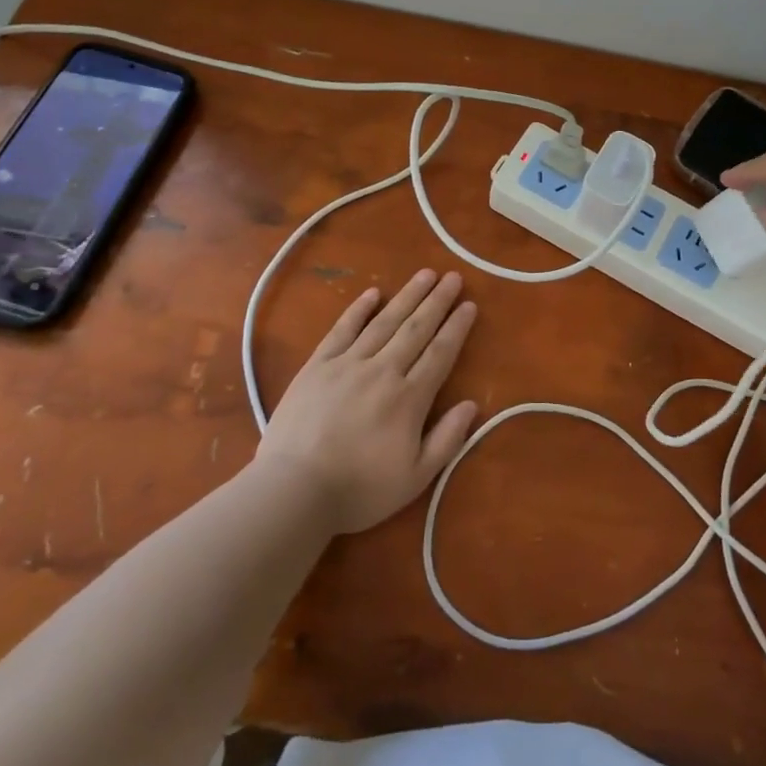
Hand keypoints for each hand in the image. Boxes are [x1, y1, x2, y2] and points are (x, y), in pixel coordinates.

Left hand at [256, 269, 479, 534]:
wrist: (294, 491)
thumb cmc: (359, 490)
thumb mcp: (415, 478)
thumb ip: (446, 439)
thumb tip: (472, 404)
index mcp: (409, 398)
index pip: (440, 353)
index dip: (456, 328)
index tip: (469, 304)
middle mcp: (382, 371)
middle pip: (416, 328)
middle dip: (437, 301)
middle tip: (453, 277)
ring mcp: (347, 364)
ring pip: (384, 322)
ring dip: (406, 296)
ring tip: (424, 274)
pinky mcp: (317, 366)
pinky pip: (342, 330)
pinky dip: (358, 309)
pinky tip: (372, 293)